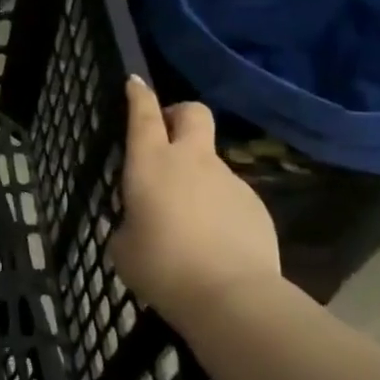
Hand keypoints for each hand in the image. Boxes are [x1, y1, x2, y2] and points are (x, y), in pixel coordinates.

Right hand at [110, 77, 282, 319]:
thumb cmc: (162, 266)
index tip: (135, 83)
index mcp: (151, 163)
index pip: (144, 114)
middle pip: (194, 113)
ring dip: (198, 176)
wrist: (230, 296)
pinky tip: (215, 242)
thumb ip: (128, 223)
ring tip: (189, 219)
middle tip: (169, 134)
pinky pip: (231, 196)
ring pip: (213, 162)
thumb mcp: (124, 247)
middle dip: (180, 114)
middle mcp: (192, 161)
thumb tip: (139, 221)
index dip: (139, 95)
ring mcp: (230, 180)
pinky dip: (219, 208)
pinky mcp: (256, 206)